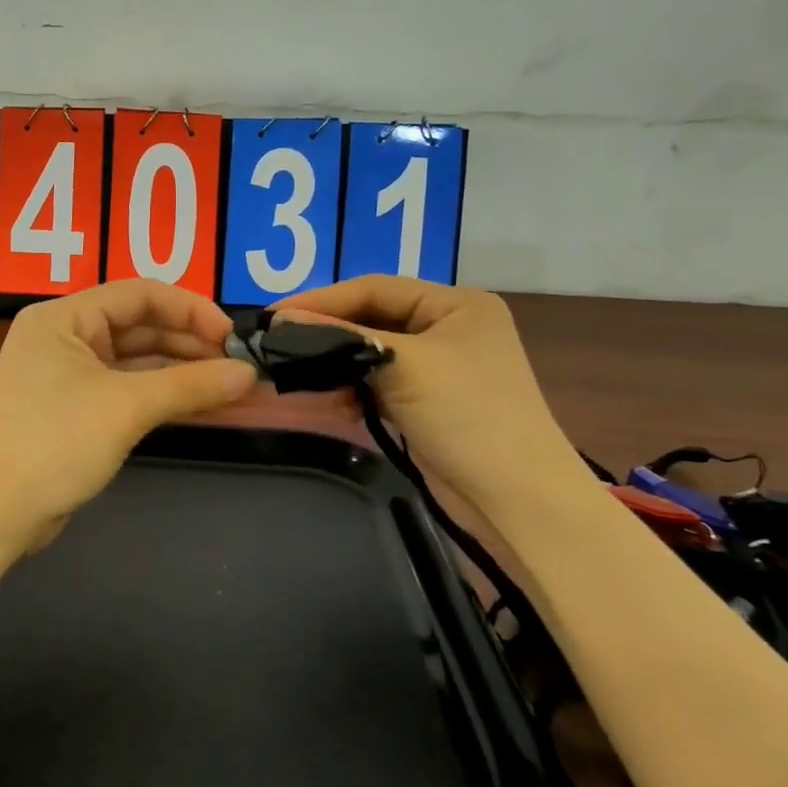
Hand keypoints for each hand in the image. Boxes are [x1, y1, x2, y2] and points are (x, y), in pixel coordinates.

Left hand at [0, 280, 259, 549]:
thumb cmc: (53, 443)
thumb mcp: (126, 408)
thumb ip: (190, 386)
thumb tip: (249, 374)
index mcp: (63, 317)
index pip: (139, 294)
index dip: (190, 309)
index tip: (231, 336)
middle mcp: (62, 337)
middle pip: (137, 325)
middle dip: (188, 341)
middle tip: (236, 364)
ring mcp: (65, 375)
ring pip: (133, 360)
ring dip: (178, 370)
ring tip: (228, 384)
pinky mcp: (71, 411)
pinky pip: (124, 389)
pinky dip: (159, 395)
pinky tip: (196, 403)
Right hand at [276, 276, 579, 511]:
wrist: (514, 498)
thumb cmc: (467, 415)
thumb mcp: (405, 365)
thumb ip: (343, 337)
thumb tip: (281, 318)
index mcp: (456, 304)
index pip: (375, 288)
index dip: (322, 299)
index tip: (273, 314)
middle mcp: (448, 328)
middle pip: (372, 318)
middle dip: (327, 331)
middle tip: (276, 342)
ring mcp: (438, 367)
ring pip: (371, 352)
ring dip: (336, 362)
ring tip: (296, 372)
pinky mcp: (425, 402)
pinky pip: (377, 382)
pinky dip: (352, 388)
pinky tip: (329, 399)